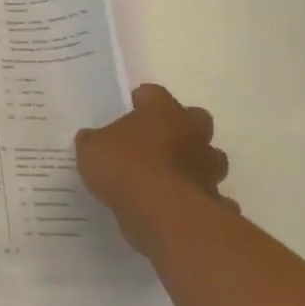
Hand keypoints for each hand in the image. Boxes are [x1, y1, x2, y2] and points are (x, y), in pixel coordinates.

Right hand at [76, 84, 232, 257]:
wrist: (159, 211)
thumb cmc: (124, 166)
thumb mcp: (91, 149)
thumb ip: (92, 141)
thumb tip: (90, 139)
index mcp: (162, 111)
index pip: (153, 94)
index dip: (141, 100)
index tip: (130, 108)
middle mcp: (191, 133)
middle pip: (196, 119)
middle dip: (182, 128)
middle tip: (158, 140)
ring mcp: (207, 167)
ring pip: (210, 158)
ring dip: (195, 164)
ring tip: (170, 176)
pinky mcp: (214, 199)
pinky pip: (212, 196)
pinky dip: (202, 199)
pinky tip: (183, 207)